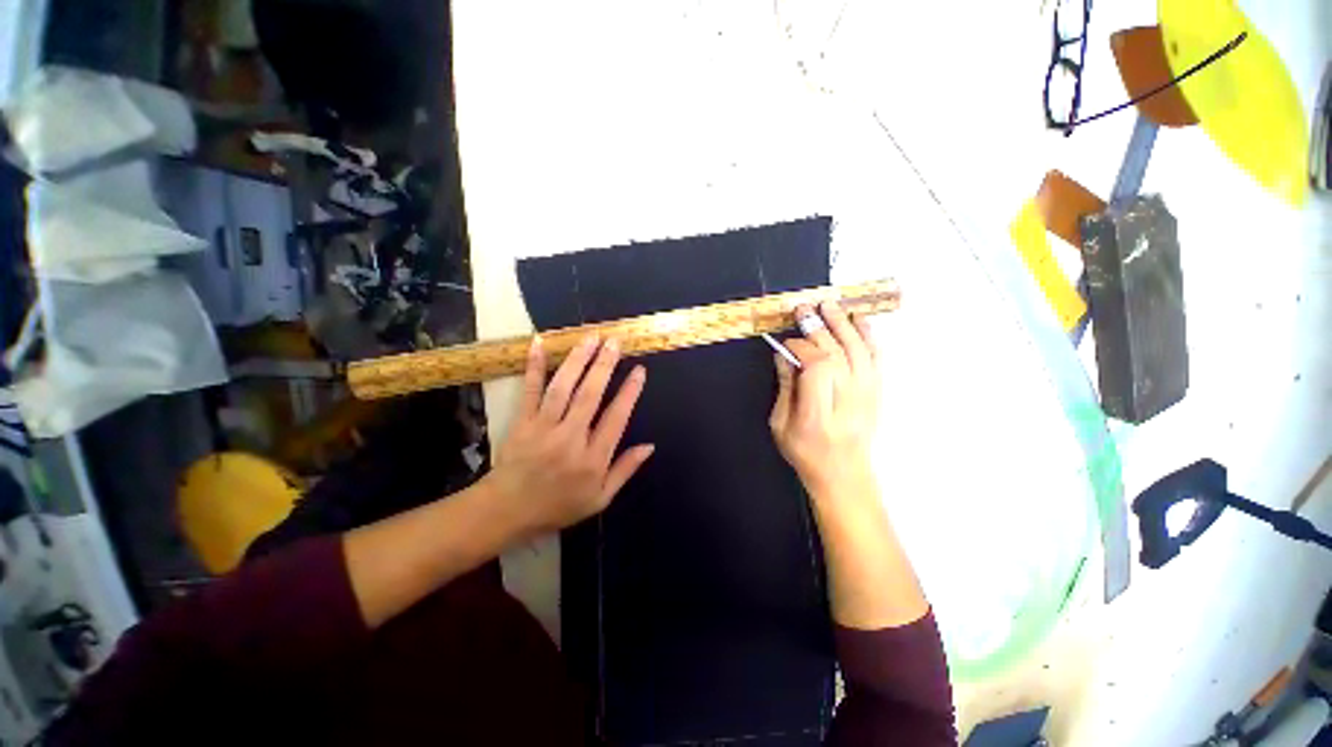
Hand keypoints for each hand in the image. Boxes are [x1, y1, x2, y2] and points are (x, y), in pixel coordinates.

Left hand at [485, 334, 653, 534]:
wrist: (507, 511)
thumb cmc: (558, 505)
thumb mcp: (600, 499)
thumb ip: (625, 470)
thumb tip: (650, 445)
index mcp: (593, 459)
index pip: (616, 418)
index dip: (629, 392)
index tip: (639, 370)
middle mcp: (570, 438)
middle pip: (590, 395)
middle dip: (604, 366)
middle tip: (615, 342)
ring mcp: (544, 427)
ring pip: (563, 388)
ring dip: (578, 360)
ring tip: (591, 337)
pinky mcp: (522, 421)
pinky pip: (530, 390)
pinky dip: (535, 366)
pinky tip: (540, 343)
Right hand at [769, 301, 880, 500]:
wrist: (845, 474)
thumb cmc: (806, 452)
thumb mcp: (781, 425)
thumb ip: (785, 387)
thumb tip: (784, 354)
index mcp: (818, 414)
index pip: (817, 367)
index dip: (801, 348)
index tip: (786, 342)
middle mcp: (848, 400)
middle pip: (837, 354)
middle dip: (818, 328)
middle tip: (803, 309)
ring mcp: (867, 394)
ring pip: (858, 350)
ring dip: (842, 324)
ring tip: (828, 305)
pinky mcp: (876, 391)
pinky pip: (875, 357)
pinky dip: (868, 336)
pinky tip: (858, 320)